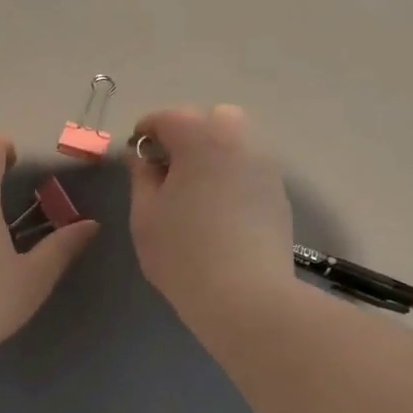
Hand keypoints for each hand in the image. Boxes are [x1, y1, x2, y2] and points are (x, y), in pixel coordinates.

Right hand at [125, 105, 292, 321]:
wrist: (245, 295)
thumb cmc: (183, 252)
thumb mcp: (145, 214)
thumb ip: (141, 176)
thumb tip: (142, 157)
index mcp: (201, 138)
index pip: (168, 117)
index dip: (146, 131)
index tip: (134, 153)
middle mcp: (239, 141)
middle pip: (212, 119)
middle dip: (187, 134)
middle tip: (168, 170)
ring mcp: (265, 167)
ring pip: (235, 143)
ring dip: (212, 155)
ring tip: (194, 192)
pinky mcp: (278, 194)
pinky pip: (249, 170)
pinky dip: (231, 177)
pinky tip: (218, 212)